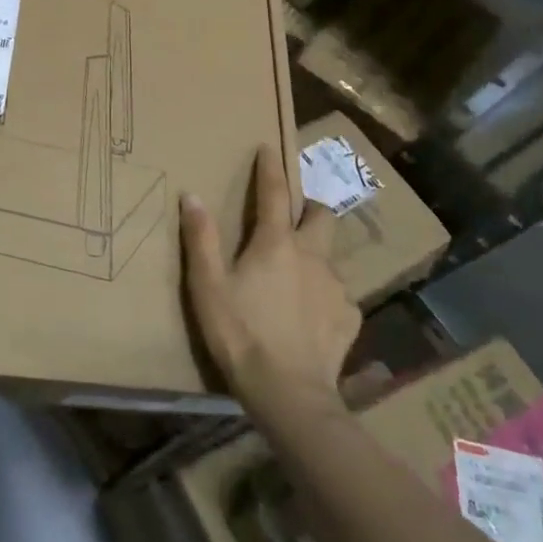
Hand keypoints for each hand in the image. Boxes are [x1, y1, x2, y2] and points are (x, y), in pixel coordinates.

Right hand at [181, 143, 361, 422]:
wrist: (289, 393)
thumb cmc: (240, 333)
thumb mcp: (208, 285)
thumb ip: (201, 239)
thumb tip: (192, 195)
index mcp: (276, 243)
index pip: (275, 193)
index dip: (270, 168)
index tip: (269, 148)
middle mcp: (312, 256)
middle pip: (322, 215)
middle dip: (310, 206)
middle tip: (294, 214)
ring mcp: (336, 288)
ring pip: (331, 256)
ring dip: (316, 253)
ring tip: (297, 274)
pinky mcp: (350, 318)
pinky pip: (339, 294)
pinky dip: (325, 294)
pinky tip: (311, 314)